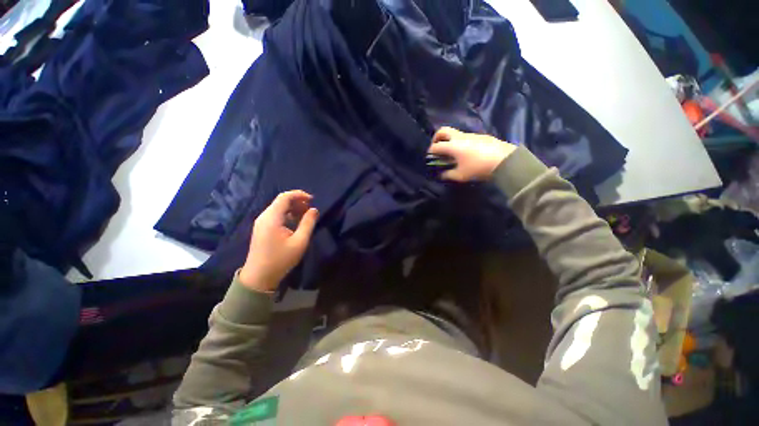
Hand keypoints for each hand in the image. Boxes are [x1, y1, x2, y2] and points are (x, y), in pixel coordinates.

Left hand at [239, 190, 318, 291]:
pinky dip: (287, 214)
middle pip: (281, 201)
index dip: (299, 194)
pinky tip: (296, 222)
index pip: (284, 197)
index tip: (312, 199)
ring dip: (293, 208)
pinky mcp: (262, 228)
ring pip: (278, 208)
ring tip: (306, 215)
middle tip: (310, 208)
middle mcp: (264, 216)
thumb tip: (314, 210)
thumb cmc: (281, 259)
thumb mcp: (300, 242)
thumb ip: (308, 223)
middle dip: (297, 201)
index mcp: (272, 218)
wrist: (259, 277)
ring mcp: (261, 222)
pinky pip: (275, 215)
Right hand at [428, 127, 516, 181]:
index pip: (435, 146)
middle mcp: (459, 137)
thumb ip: (448, 175)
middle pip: (443, 131)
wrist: (504, 160)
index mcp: (452, 146)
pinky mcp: (480, 136)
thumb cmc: (478, 168)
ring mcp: (470, 135)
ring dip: (449, 140)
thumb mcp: (460, 176)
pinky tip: (465, 153)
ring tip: (451, 153)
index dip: (430, 152)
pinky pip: (465, 137)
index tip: (429, 158)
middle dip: (436, 138)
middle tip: (436, 147)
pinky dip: (459, 142)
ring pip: (454, 133)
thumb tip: (441, 175)